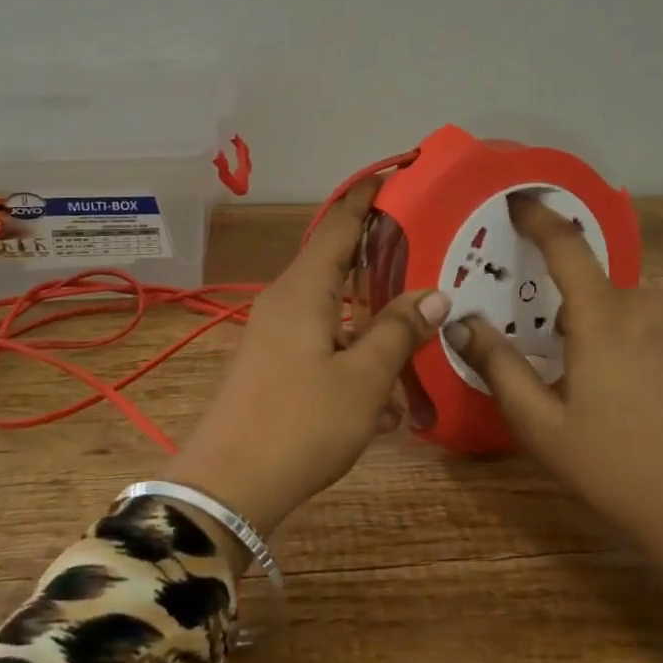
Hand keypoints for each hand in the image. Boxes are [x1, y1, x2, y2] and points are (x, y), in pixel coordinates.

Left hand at [167, 179, 448, 543]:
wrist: (227, 487)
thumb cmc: (299, 423)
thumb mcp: (362, 379)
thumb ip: (398, 332)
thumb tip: (435, 294)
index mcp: (304, 289)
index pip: (339, 224)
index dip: (367, 198)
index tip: (397, 175)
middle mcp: (286, 300)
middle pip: (338, 262)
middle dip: (380, 256)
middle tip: (427, 249)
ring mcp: (276, 334)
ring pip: (334, 309)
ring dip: (373, 319)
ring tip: (418, 327)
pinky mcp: (274, 365)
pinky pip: (323, 344)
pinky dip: (355, 357)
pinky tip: (388, 403)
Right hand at [447, 195, 662, 613]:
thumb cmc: (620, 472)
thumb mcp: (543, 428)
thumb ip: (499, 367)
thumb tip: (461, 323)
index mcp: (603, 319)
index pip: (564, 246)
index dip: (538, 218)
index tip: (519, 202)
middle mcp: (652, 304)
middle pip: (601, 291)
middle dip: (582, 318)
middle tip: (580, 371)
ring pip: (641, 305)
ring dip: (624, 327)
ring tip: (628, 386)